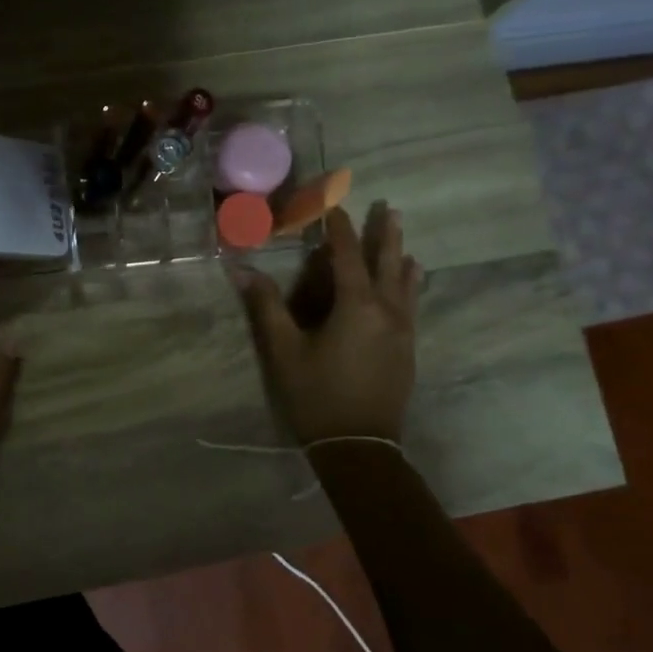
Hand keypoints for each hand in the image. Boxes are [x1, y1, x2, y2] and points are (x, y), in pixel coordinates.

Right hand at [234, 202, 421, 444]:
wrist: (360, 446)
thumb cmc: (316, 395)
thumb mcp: (284, 350)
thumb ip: (266, 306)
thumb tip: (241, 269)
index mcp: (356, 306)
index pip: (347, 256)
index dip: (339, 229)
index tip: (334, 205)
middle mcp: (387, 311)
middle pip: (387, 263)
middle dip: (384, 234)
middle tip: (389, 207)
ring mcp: (402, 331)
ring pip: (405, 283)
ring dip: (400, 256)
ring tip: (401, 236)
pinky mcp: (407, 349)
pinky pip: (411, 303)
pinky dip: (409, 283)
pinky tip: (411, 280)